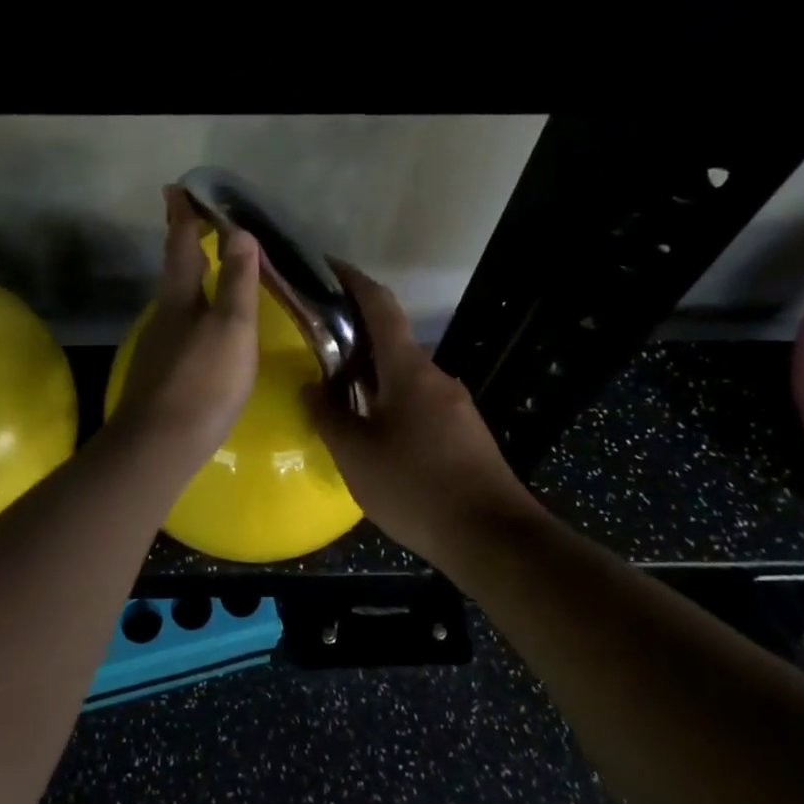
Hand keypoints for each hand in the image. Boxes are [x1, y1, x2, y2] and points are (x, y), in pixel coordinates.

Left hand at [109, 186, 261, 467]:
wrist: (160, 444)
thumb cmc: (204, 381)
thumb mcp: (231, 328)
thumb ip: (237, 282)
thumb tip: (240, 232)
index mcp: (180, 298)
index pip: (181, 245)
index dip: (182, 217)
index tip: (176, 189)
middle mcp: (165, 315)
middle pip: (174, 269)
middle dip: (183, 242)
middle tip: (192, 219)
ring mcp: (160, 345)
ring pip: (176, 298)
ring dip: (188, 275)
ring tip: (206, 264)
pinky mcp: (164, 372)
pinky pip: (181, 324)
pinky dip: (193, 307)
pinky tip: (203, 323)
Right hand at [305, 263, 539, 558]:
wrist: (492, 536)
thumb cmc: (416, 487)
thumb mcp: (356, 455)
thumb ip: (328, 417)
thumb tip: (311, 388)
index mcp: (408, 370)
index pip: (380, 307)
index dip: (354, 281)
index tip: (328, 266)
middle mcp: (435, 376)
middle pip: (390, 342)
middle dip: (354, 337)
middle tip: (316, 346)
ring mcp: (454, 404)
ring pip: (403, 376)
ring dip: (371, 375)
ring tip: (337, 395)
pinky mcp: (463, 431)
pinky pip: (418, 402)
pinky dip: (389, 402)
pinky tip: (372, 432)